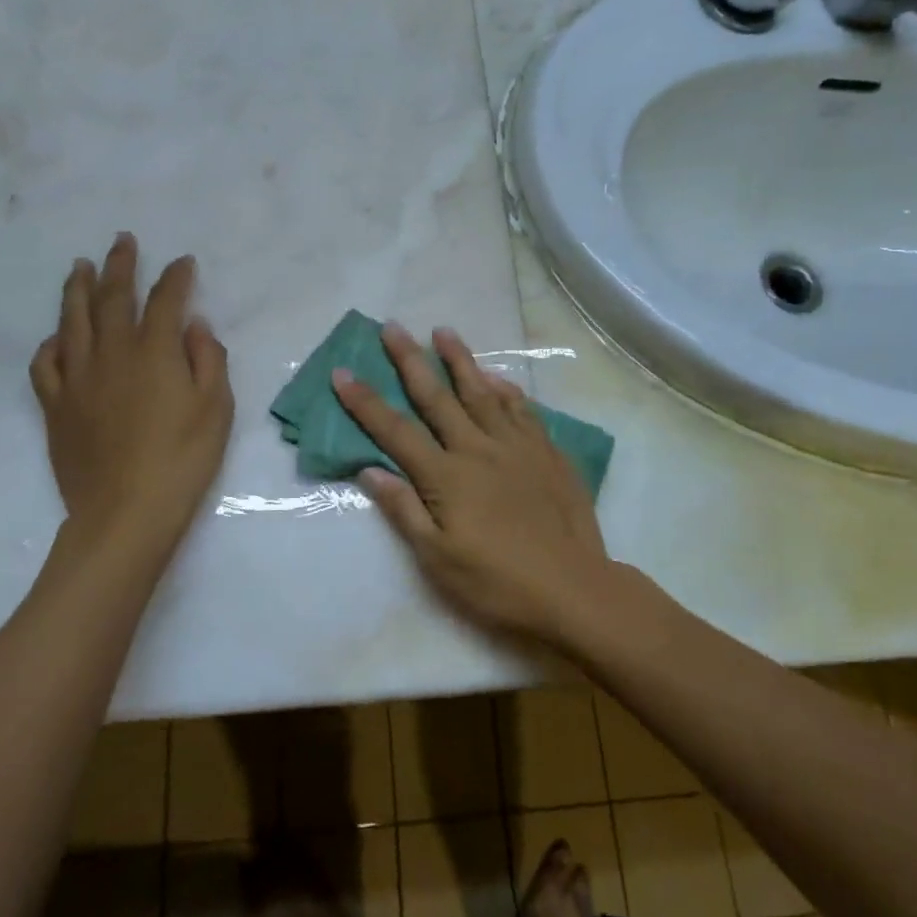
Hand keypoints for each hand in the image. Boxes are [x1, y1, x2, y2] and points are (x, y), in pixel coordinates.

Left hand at [28, 234, 233, 559]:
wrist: (126, 512)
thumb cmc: (182, 460)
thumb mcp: (216, 409)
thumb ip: (208, 359)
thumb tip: (194, 325)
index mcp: (155, 352)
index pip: (166, 300)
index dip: (176, 277)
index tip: (184, 262)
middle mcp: (112, 353)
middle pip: (114, 297)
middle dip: (121, 265)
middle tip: (123, 241)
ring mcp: (78, 378)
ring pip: (73, 320)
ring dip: (78, 288)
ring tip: (80, 267)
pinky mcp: (56, 406)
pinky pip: (46, 363)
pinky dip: (51, 343)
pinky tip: (58, 336)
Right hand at [332, 323, 611, 644]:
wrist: (573, 588)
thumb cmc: (498, 583)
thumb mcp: (438, 560)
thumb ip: (404, 510)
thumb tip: (369, 470)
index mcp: (445, 477)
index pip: (395, 431)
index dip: (365, 402)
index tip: (343, 372)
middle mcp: (477, 449)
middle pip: (437, 397)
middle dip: (410, 360)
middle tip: (392, 327)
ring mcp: (515, 446)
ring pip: (482, 392)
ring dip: (460, 359)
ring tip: (443, 331)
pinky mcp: (546, 452)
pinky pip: (522, 410)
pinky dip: (506, 390)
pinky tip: (497, 378)